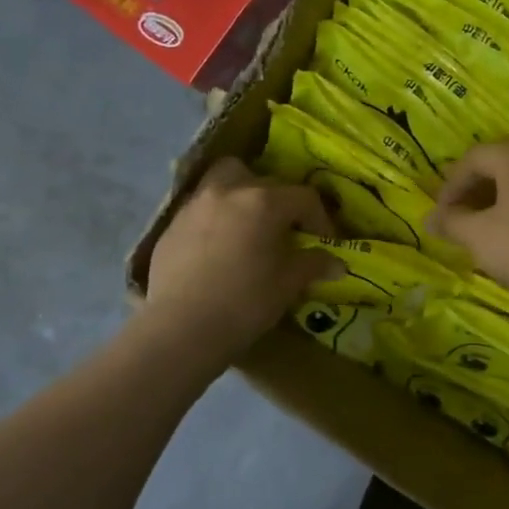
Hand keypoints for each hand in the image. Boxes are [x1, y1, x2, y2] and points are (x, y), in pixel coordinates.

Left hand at [146, 158, 339, 357]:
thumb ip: (313, 265)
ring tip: (249, 226)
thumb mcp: (288, 284)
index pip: (304, 197)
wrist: (181, 328)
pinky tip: (219, 248)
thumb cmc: (245, 302)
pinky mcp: (172, 224)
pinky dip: (217, 217)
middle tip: (286, 231)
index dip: (320, 219)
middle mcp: (229, 191)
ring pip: (225, 181)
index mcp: (264, 201)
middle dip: (281, 201)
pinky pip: (202, 207)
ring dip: (243, 195)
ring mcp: (196, 204)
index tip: (324, 241)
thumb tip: (336, 263)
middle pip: (264, 180)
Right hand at [426, 143, 508, 308]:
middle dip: (473, 191)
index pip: (474, 159)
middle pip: (500, 166)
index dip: (450, 185)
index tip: (439, 214)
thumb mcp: (476, 235)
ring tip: (481, 229)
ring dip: (496, 201)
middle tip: (456, 218)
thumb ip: (450, 222)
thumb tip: (429, 219)